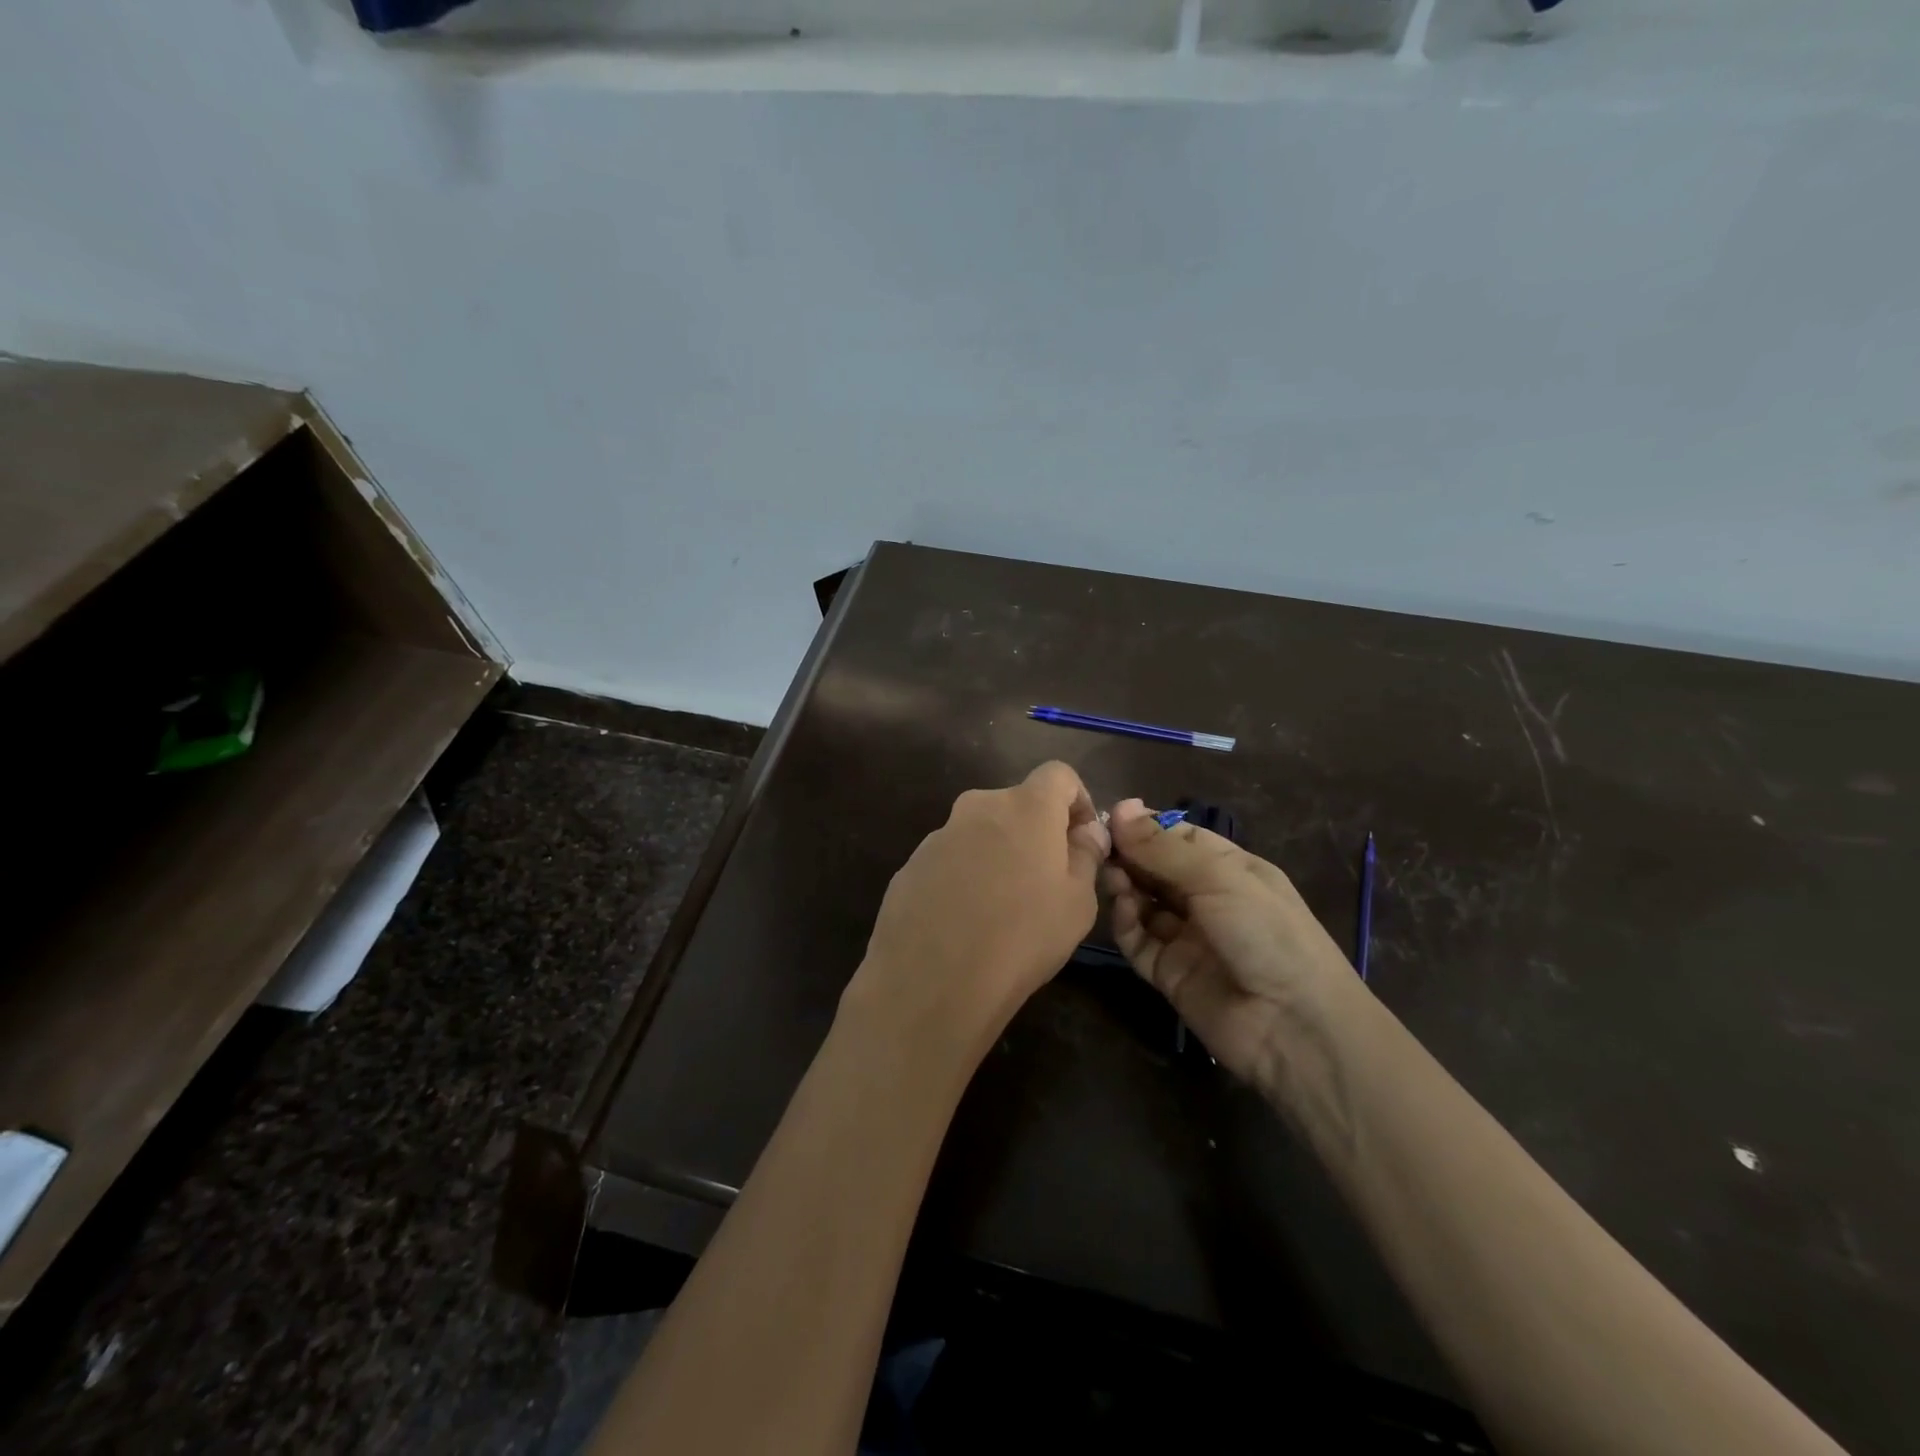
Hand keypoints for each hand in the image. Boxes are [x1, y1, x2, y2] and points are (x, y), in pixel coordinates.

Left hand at [844, 762, 1111, 1062]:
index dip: (1078, 800)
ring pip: (981, 832)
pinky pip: (951, 859)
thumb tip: (1086, 832)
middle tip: (1046, 879)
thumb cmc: (1023, 936)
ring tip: (1003, 908)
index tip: (1082, 839)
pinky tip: (966, 921)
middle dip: (1037, 831)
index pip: (1059, 774)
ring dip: (998, 854)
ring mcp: (939, 834)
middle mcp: (978, 806)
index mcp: (1025, 806)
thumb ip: (1086, 855)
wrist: (933, 980)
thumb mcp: (1078, 902)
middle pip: (1017, 804)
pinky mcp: (911, 864)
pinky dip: (965, 876)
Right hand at [1105, 799, 1356, 1085]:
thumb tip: (1119, 806)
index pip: (1180, 837)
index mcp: (1231, 869)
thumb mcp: (1218, 878)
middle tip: (1101, 847)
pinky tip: (1122, 909)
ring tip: (1112, 877)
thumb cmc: (1267, 933)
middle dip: (1130, 855)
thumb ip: (1163, 847)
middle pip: (1156, 869)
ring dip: (1125, 886)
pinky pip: (1138, 941)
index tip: (1110, 817)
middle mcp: (1207, 900)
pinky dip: (1125, 923)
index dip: (1147, 827)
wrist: (1295, 1027)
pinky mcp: (1168, 973)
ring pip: (1143, 903)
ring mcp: (1187, 938)